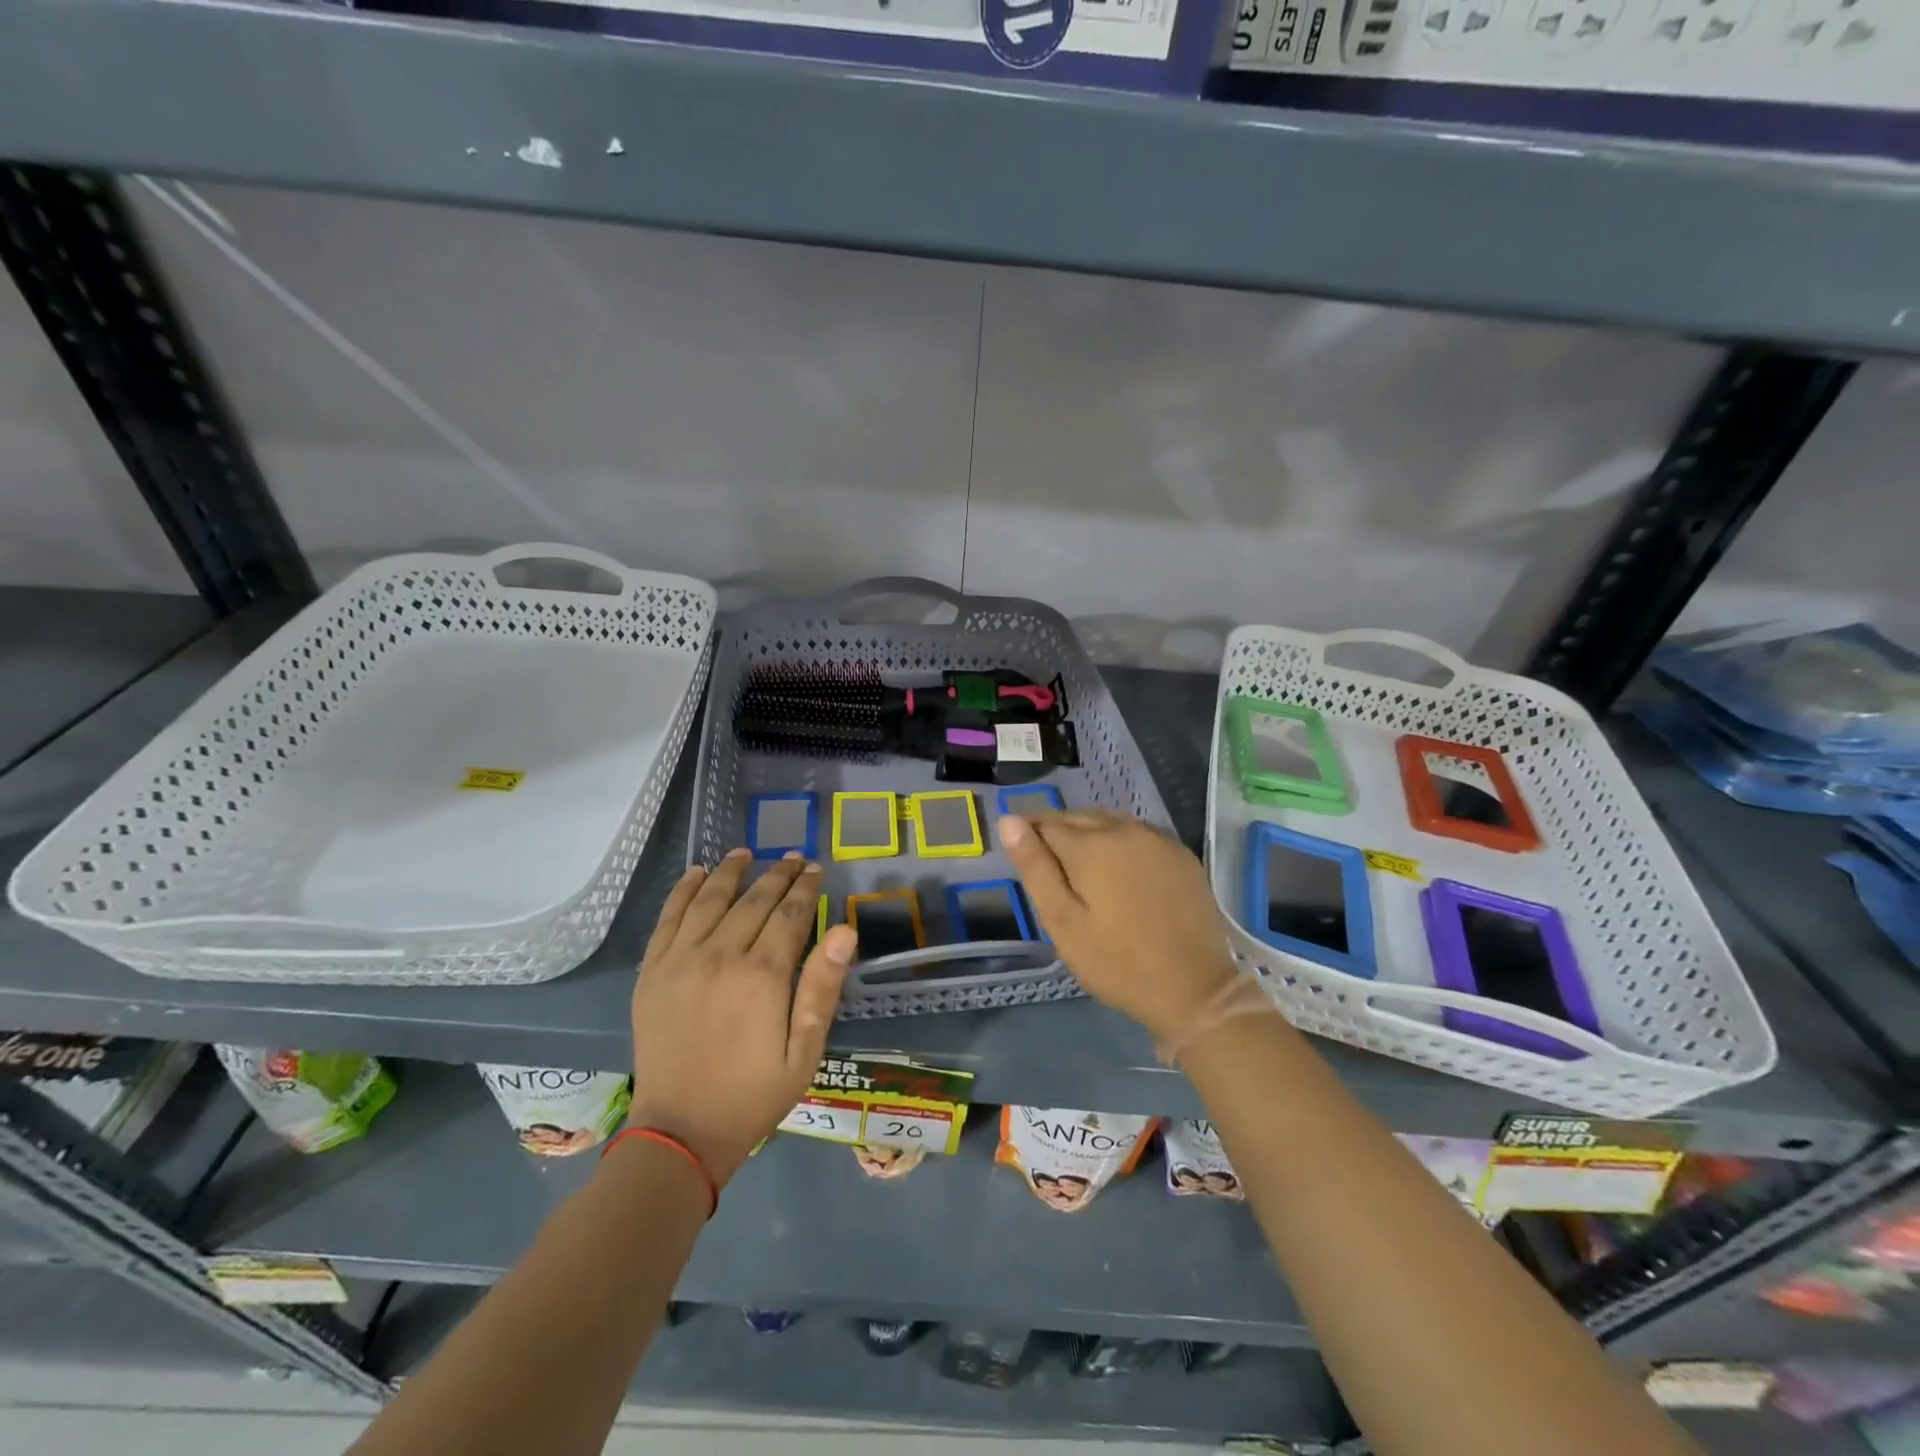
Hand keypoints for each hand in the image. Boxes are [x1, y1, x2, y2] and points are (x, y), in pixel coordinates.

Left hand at [627, 850, 854, 1185]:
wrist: (680, 1131)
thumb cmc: (753, 1094)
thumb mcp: (804, 1051)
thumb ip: (823, 987)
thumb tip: (845, 930)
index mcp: (763, 975)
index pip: (790, 914)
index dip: (805, 888)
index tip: (815, 869)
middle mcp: (721, 955)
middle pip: (754, 900)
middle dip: (777, 874)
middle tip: (792, 857)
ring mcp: (681, 960)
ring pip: (710, 899)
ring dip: (731, 871)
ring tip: (746, 853)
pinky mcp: (652, 972)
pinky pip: (668, 918)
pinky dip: (683, 890)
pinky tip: (696, 873)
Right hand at [998, 810, 1237, 1043]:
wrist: (1195, 989)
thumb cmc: (1117, 962)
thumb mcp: (1063, 922)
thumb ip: (1035, 867)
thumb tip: (1009, 820)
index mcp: (1091, 844)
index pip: (1046, 823)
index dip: (1029, 838)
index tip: (1027, 864)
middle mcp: (1125, 828)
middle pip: (1078, 817)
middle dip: (1058, 834)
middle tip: (1052, 873)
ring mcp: (1158, 839)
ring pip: (1110, 823)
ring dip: (1090, 836)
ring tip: (1084, 873)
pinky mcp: (1181, 854)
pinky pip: (1139, 835)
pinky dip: (1121, 844)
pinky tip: (1121, 874)